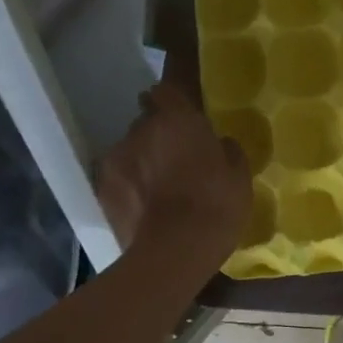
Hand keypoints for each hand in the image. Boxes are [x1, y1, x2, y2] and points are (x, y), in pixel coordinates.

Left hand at [96, 82, 251, 273]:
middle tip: (176, 158)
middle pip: (146, 122)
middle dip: (158, 135)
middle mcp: (141, 129)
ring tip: (157, 188)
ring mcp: (116, 158)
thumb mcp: (239, 176)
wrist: (174, 252)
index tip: (183, 117)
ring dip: (141, 161)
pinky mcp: (102, 188)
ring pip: (129, 150)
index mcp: (177, 119)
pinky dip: (128, 187)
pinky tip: (143, 207)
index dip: (173, 102)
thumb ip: (227, 151)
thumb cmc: (216, 206)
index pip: (166, 90)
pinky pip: (118, 179)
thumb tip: (220, 143)